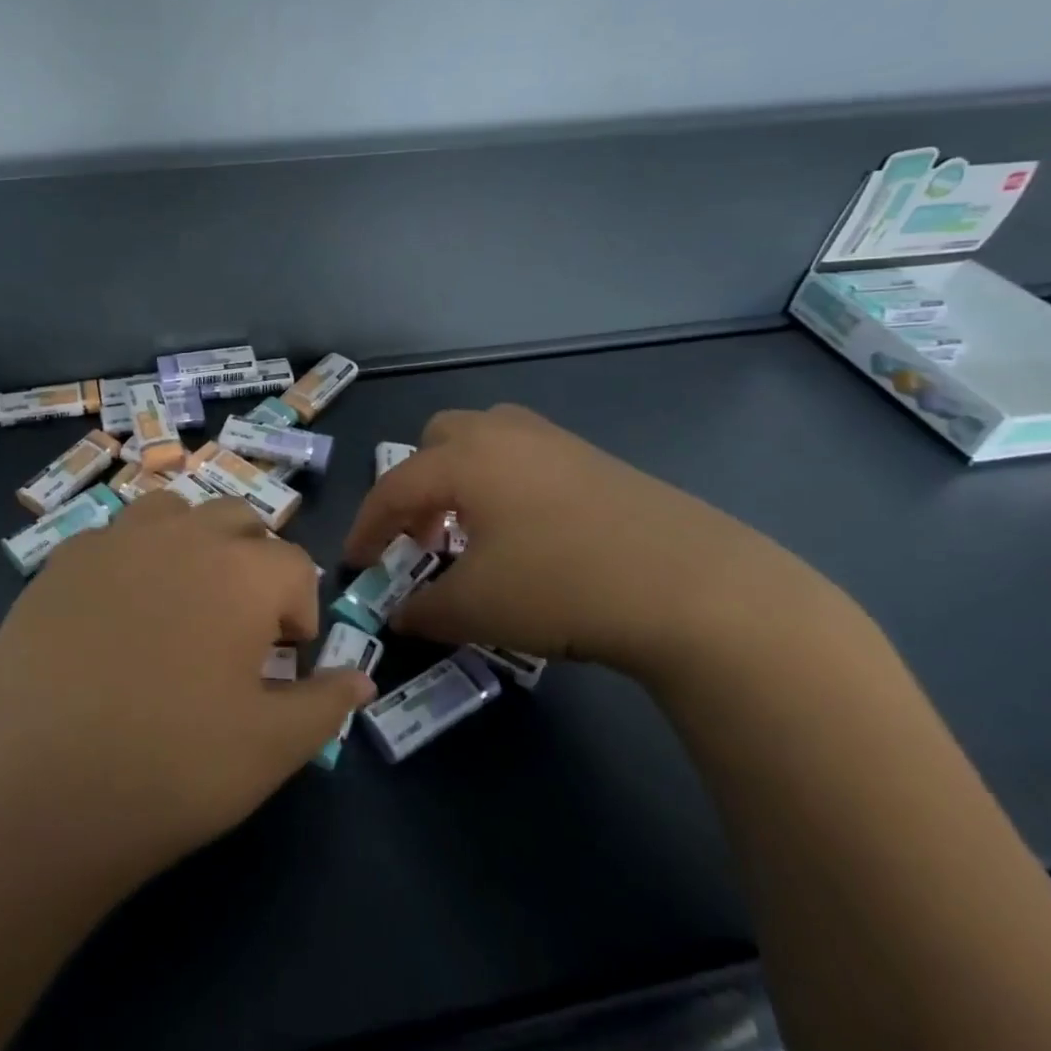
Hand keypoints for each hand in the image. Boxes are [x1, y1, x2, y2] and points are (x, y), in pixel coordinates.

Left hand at [0, 492, 374, 886]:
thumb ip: (325, 705)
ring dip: (193, 543)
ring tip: (182, 604)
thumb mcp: (269, 750)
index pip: (294, 565)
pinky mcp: (61, 561)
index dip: (300, 612)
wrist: (27, 790)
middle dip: (253, 563)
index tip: (286, 660)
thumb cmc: (167, 769)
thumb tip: (361, 680)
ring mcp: (113, 541)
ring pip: (174, 511)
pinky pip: (115, 538)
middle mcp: (180, 536)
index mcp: (241, 571)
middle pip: (238, 519)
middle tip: (239, 628)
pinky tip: (115, 617)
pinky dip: (134, 559)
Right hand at [345, 404, 827, 676]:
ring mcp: (555, 442)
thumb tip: (399, 615)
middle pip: (438, 440)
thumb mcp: (477, 608)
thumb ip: (424, 609)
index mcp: (464, 459)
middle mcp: (503, 435)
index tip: (356, 563)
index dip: (367, 526)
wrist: (695, 587)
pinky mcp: (597, 461)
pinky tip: (527, 534)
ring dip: (462, 479)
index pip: (393, 486)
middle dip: (417, 485)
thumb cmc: (562, 586)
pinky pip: (526, 458)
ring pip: (485, 441)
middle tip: (421, 536)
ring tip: (471, 531)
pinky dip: (505, 485)